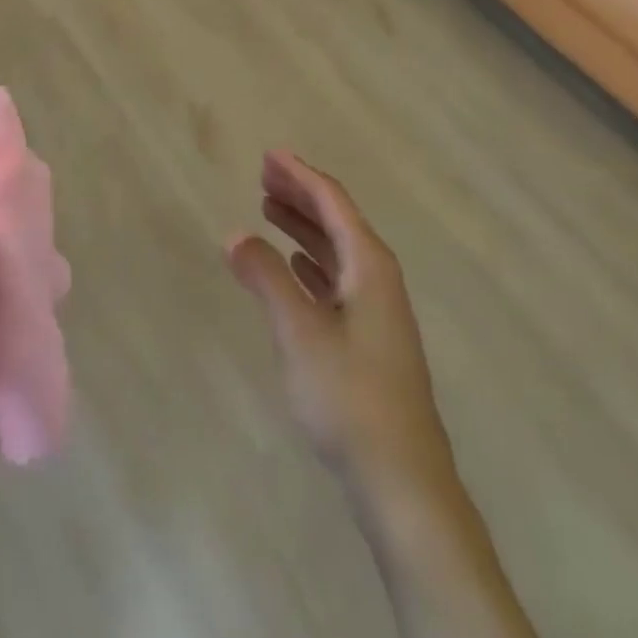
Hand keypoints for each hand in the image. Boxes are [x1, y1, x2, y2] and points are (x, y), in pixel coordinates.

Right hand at [227, 151, 453, 493]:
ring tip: (268, 210)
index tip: (270, 155)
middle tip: (263, 175)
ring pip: (336, 251)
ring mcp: (377, 311)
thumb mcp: (299, 332)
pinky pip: (336, 279)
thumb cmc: (349, 397)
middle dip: (300, 195)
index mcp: (369, 266)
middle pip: (337, 221)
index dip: (300, 175)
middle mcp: (378, 279)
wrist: (402, 481)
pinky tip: (294, 265)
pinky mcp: (370, 339)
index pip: (332, 203)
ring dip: (303, 227)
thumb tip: (235, 235)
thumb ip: (266, 278)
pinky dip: (311, 263)